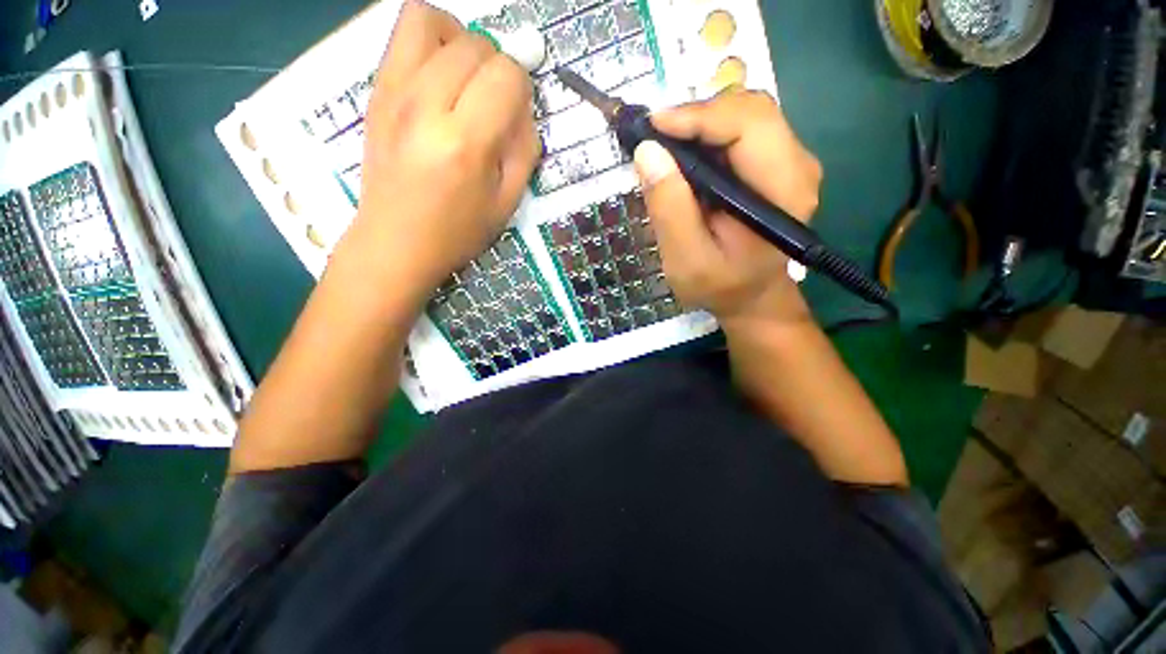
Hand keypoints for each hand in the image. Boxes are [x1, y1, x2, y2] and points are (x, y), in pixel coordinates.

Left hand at [344, 1, 540, 298]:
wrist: (396, 241)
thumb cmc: (458, 232)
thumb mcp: (508, 202)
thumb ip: (524, 149)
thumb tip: (523, 107)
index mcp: (465, 143)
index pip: (506, 75)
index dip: (522, 87)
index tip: (517, 112)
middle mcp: (425, 106)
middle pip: (474, 44)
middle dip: (497, 64)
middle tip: (495, 100)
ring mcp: (393, 92)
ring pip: (429, 19)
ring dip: (459, 39)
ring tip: (465, 75)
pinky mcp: (375, 91)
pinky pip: (402, 35)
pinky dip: (430, 43)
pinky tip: (439, 79)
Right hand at [632, 91, 821, 327]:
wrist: (751, 297)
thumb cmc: (721, 286)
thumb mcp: (687, 259)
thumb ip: (670, 210)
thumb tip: (647, 152)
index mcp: (783, 191)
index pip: (749, 124)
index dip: (698, 116)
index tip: (652, 127)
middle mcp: (796, 166)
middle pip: (750, 110)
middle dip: (697, 116)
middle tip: (655, 139)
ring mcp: (789, 162)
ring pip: (744, 116)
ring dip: (700, 124)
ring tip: (666, 148)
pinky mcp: (774, 165)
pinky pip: (741, 132)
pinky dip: (707, 136)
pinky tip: (685, 158)